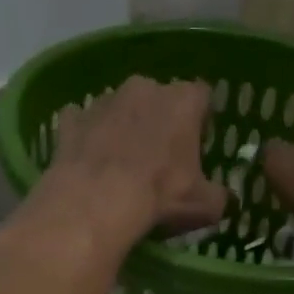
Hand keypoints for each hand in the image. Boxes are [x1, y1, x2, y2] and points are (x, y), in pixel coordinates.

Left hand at [41, 77, 227, 237]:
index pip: (201, 97)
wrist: (96, 203)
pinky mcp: (71, 120)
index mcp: (183, 101)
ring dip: (123, 127)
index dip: (201, 120)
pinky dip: (87, 137)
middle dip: (160, 120)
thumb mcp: (205, 205)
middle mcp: (144, 88)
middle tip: (160, 156)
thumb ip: (219, 196)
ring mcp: (103, 101)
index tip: (198, 144)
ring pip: (120, 108)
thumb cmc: (160, 195)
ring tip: (122, 163)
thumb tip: (223, 199)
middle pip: (158, 98)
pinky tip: (90, 162)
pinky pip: (82, 123)